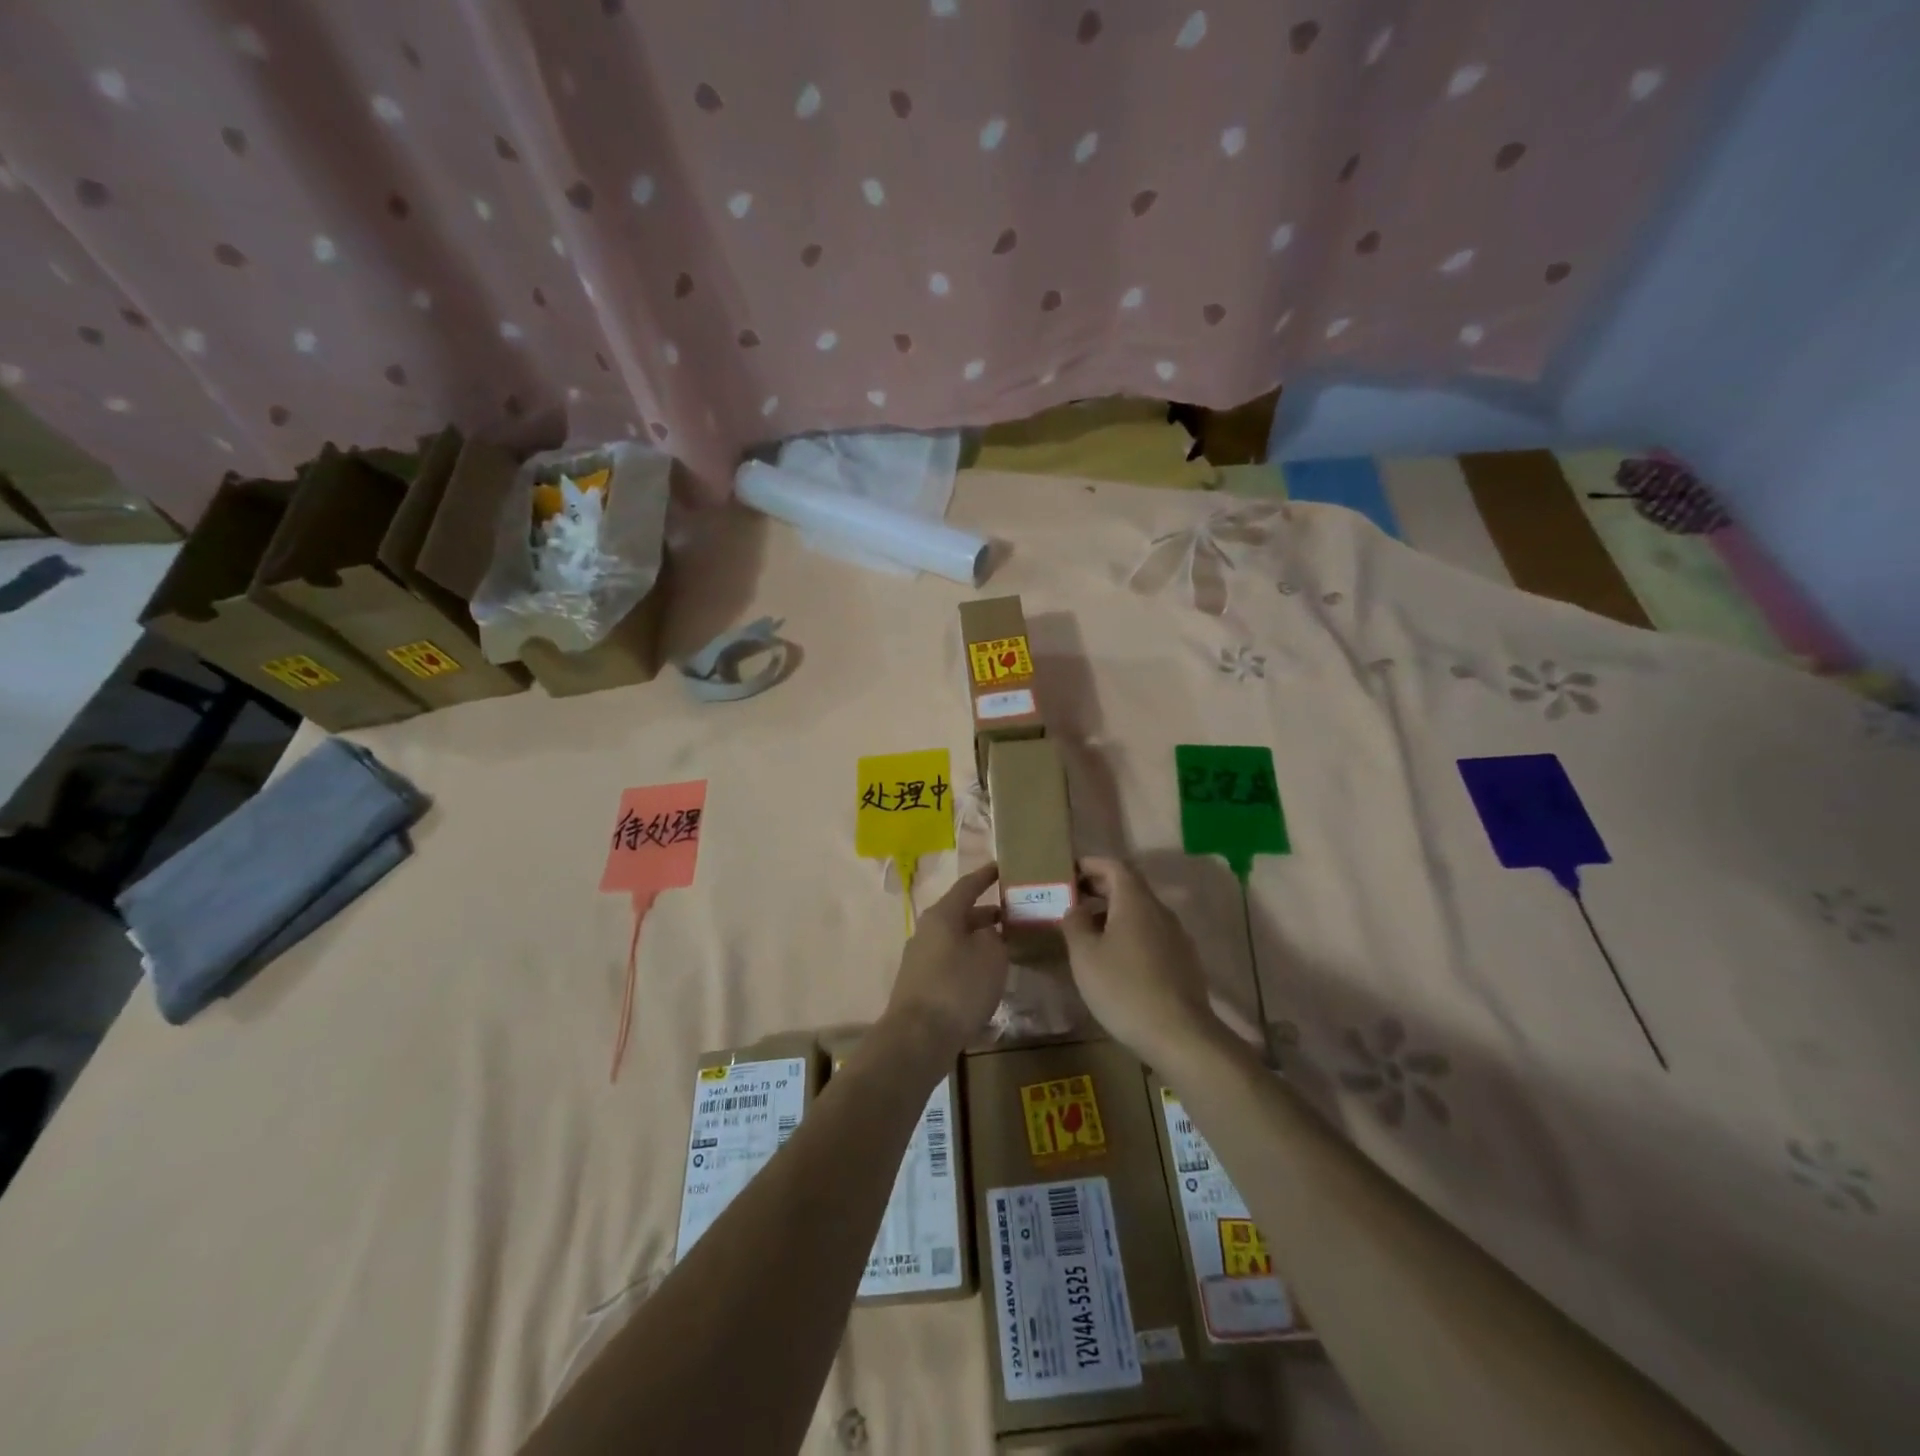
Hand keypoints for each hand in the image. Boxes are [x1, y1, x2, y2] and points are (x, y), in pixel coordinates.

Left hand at [883, 862, 1008, 1052]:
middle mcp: (927, 931)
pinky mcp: (920, 985)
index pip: (967, 886)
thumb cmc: (958, 988)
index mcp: (942, 915)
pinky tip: (984, 977)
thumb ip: (994, 938)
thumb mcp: (990, 956)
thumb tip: (987, 935)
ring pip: (955, 940)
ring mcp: (920, 959)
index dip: (985, 876)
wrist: (917, 1038)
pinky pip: (949, 962)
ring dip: (977, 940)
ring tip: (1004, 947)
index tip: (1001, 867)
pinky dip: (968, 962)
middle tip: (1012, 915)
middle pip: (959, 914)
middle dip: (985, 913)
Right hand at [1062, 857, 1217, 1061]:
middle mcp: (1160, 911)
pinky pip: (1151, 934)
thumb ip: (1074, 924)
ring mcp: (1176, 936)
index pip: (1114, 866)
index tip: (1068, 873)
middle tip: (1071, 900)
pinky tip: (1115, 960)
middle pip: (1129, 887)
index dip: (1090, 864)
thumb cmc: (1124, 988)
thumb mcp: (1085, 955)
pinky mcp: (1183, 961)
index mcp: (1135, 901)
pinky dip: (1129, 934)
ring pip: (1140, 913)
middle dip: (1099, 889)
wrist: (1180, 1035)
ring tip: (1087, 932)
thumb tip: (1075, 909)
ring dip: (1113, 914)